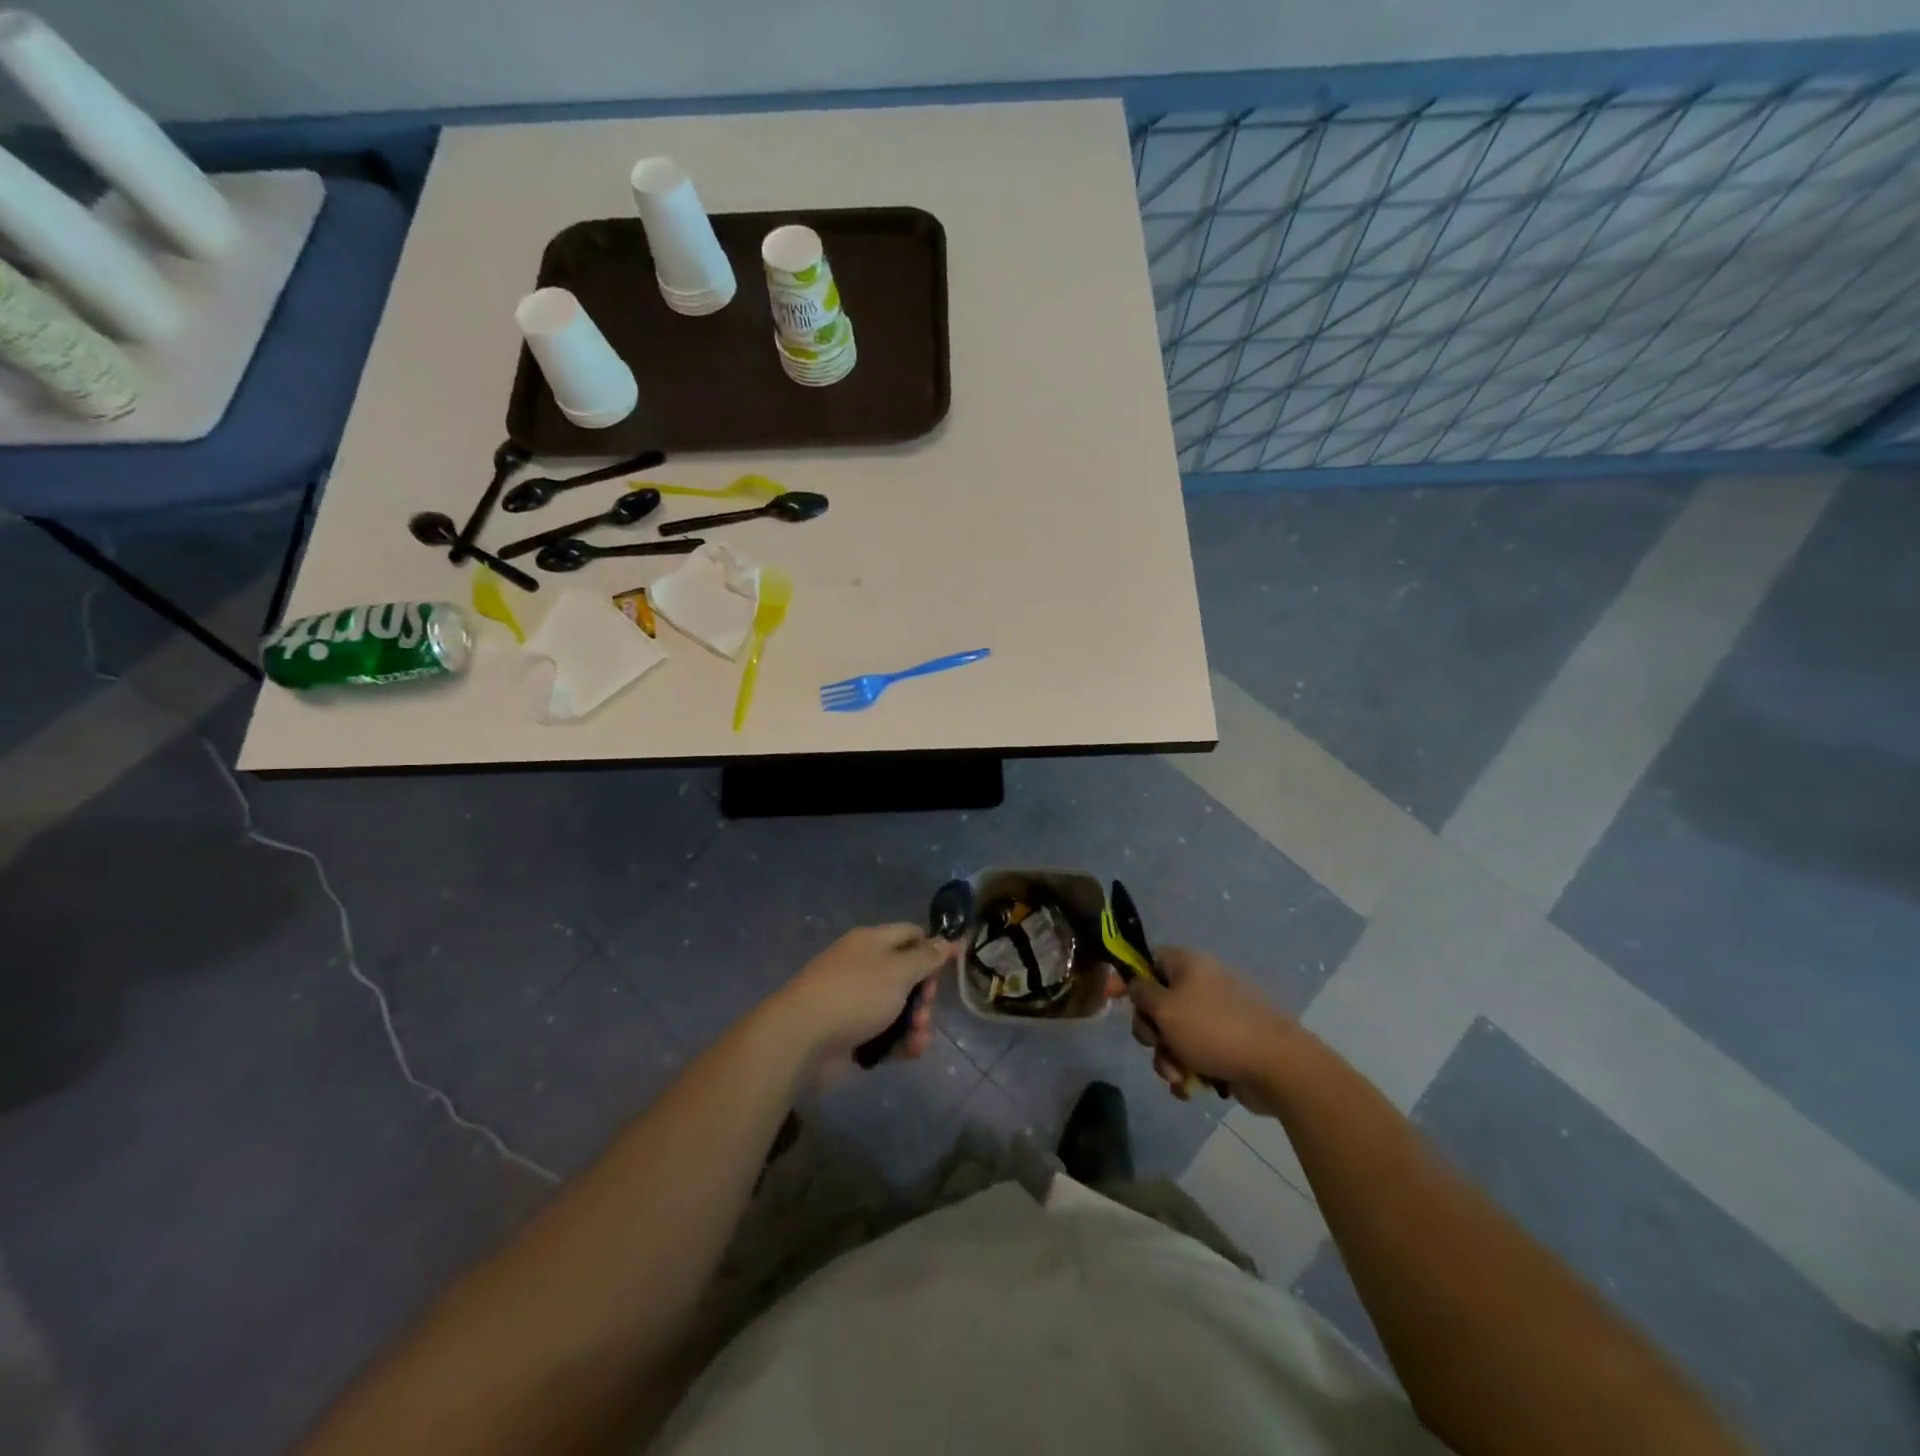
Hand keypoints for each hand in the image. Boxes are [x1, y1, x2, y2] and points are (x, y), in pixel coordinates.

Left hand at [772, 924, 958, 1071]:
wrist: (802, 1039)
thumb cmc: (855, 994)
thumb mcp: (899, 970)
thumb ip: (927, 957)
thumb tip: (948, 940)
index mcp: (872, 942)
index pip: (911, 934)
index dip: (933, 947)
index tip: (952, 966)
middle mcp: (865, 967)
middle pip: (908, 975)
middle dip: (925, 995)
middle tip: (925, 1010)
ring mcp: (857, 1002)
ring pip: (900, 1008)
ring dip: (916, 1023)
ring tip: (917, 1039)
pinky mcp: (853, 1034)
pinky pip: (886, 1034)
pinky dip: (900, 1042)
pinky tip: (909, 1052)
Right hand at [1116, 947, 1301, 1111]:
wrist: (1276, 1066)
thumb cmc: (1213, 1029)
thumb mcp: (1165, 1008)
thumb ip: (1141, 992)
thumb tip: (1137, 984)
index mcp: (1189, 965)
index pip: (1149, 960)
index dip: (1129, 978)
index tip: (1114, 999)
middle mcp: (1203, 985)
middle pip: (1159, 1003)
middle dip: (1152, 1031)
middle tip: (1157, 1044)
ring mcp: (1219, 1017)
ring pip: (1175, 1035)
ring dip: (1168, 1058)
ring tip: (1179, 1076)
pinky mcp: (1230, 1046)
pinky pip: (1196, 1055)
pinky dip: (1190, 1071)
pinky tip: (1193, 1088)